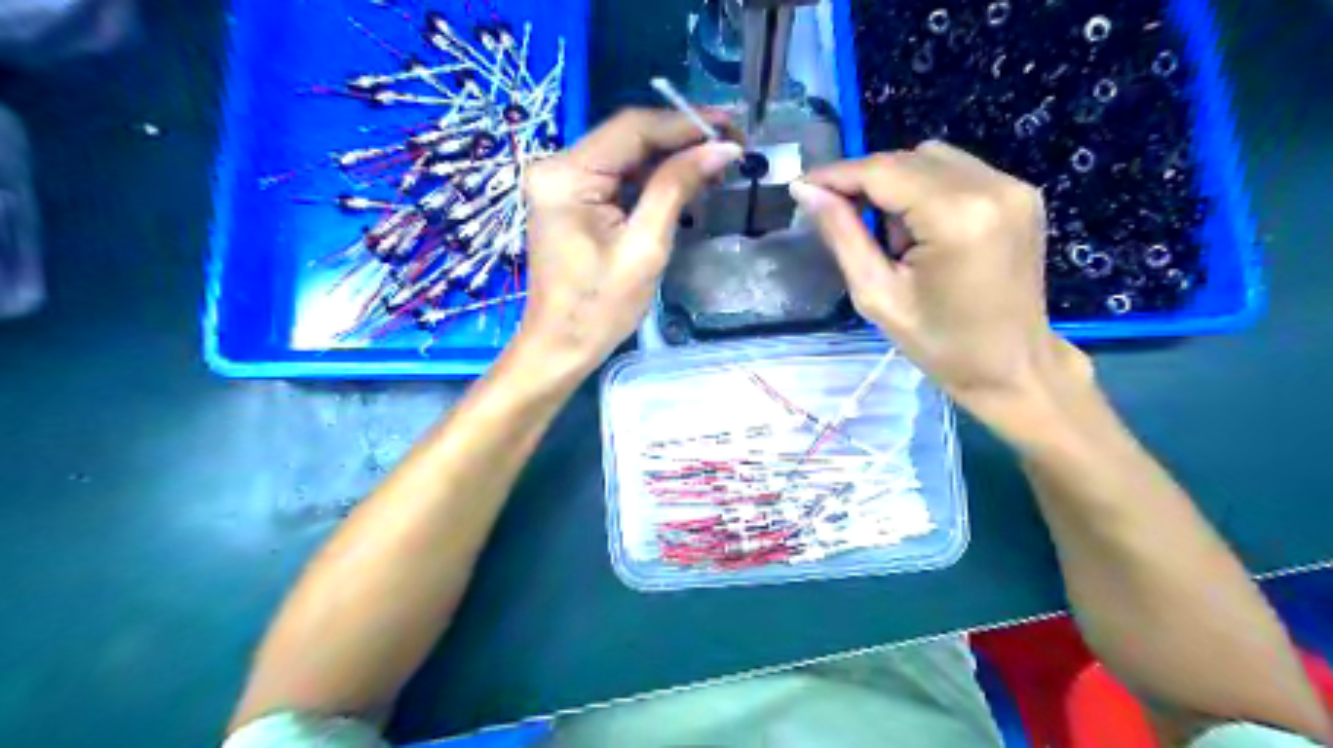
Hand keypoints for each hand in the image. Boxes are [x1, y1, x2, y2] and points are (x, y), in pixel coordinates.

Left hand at [511, 108, 743, 378]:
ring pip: (625, 155)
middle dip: (681, 137)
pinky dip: (651, 177)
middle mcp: (556, 166)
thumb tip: (722, 149)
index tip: (731, 127)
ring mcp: (560, 182)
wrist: (561, 347)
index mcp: (567, 175)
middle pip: (628, 137)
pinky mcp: (569, 199)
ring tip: (717, 161)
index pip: (632, 128)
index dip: (686, 122)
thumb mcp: (645, 247)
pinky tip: (685, 180)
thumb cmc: (601, 307)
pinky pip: (616, 176)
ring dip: (670, 157)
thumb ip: (677, 188)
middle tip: (731, 143)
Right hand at [785, 140, 1087, 420]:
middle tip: (839, 217)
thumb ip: (842, 235)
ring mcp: (1012, 186)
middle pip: (906, 159)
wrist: (1012, 366)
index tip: (801, 185)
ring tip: (891, 237)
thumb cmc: (940, 344)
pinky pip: (957, 171)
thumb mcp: (877, 295)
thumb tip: (806, 191)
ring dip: (896, 185)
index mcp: (956, 217)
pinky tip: (921, 231)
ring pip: (931, 159)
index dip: (836, 174)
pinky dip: (926, 189)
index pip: (882, 172)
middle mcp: (990, 187)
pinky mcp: (1021, 193)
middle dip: (864, 181)